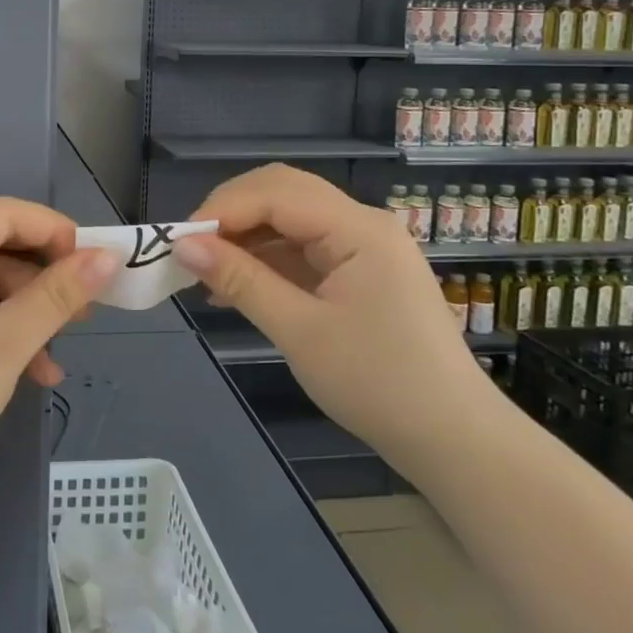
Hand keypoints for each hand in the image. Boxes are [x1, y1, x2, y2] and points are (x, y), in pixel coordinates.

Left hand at [0, 198, 120, 513]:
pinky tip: (32, 369)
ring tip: (62, 348)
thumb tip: (108, 257)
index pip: (0, 214)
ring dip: (23, 310)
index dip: (52, 231)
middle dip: (41, 277)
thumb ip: (57, 295)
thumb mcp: (4, 346)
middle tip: (87, 306)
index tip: (96, 261)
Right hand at [174, 164, 492, 468]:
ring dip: (247, 237)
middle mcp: (363, 223)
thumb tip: (182, 246)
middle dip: (232, 214)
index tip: (179, 241)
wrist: (454, 440)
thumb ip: (241, 280)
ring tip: (205, 271)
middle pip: (283, 192)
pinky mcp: (361, 271)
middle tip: (191, 248)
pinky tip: (237, 287)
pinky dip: (268, 260)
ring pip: (291, 218)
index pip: (275, 192)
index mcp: (358, 228)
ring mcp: (364, 246)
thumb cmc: (378, 384)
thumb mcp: (300, 332)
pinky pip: (304, 248)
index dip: (222, 209)